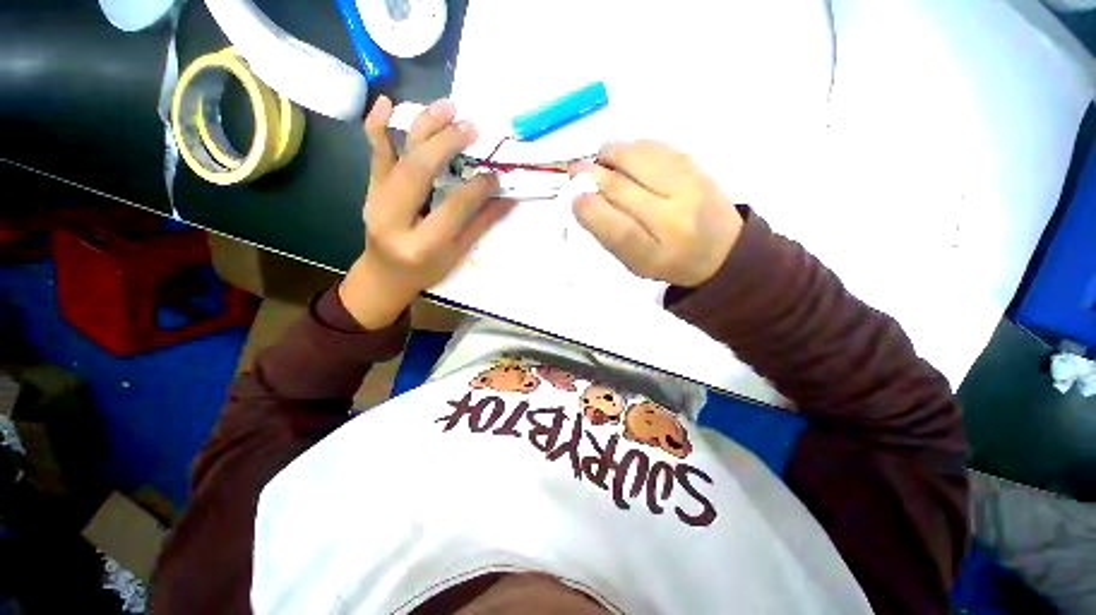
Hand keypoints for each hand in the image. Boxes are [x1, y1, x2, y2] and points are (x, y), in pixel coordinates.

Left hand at [339, 96, 514, 328]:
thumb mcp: (457, 253)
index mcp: (421, 244)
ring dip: (422, 127)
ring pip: (397, 156)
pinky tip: (385, 101)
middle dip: (447, 144)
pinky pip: (373, 154)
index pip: (452, 207)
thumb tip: (509, 197)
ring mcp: (376, 201)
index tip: (495, 174)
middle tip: (472, 127)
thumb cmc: (426, 270)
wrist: (385, 274)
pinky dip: (378, 126)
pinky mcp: (370, 189)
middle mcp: (393, 219)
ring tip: (447, 106)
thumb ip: (481, 223)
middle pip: (419, 172)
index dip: (476, 188)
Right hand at [571, 140, 743, 286]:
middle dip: (592, 176)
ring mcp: (689, 187)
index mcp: (657, 255)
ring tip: (599, 161)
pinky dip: (631, 147)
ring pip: (639, 159)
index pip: (620, 231)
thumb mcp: (636, 263)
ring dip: (610, 154)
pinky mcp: (695, 165)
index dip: (592, 212)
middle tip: (576, 171)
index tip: (574, 197)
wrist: (722, 248)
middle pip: (624, 189)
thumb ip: (611, 236)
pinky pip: (655, 146)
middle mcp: (676, 220)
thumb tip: (583, 198)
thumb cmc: (668, 260)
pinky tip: (624, 156)